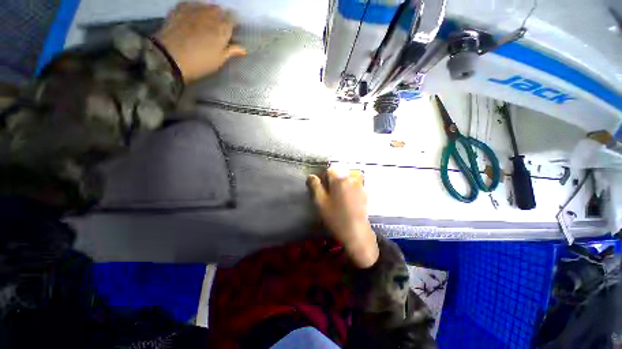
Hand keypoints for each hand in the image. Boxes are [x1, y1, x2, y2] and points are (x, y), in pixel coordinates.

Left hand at [155, 2, 246, 81]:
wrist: (171, 57)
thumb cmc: (200, 62)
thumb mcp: (219, 60)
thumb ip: (232, 51)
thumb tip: (244, 49)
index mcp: (222, 27)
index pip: (233, 18)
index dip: (234, 24)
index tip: (233, 31)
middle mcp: (210, 14)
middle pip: (219, 10)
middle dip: (221, 17)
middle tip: (219, 28)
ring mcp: (194, 9)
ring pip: (206, 5)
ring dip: (208, 12)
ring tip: (206, 22)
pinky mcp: (179, 8)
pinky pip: (191, 4)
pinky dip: (194, 9)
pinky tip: (193, 17)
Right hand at [307, 167, 378, 267]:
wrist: (356, 232)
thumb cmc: (335, 217)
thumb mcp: (320, 202)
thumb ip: (315, 186)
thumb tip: (311, 176)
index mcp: (339, 178)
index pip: (329, 170)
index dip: (323, 178)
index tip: (322, 189)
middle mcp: (351, 178)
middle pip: (339, 172)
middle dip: (333, 180)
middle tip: (329, 193)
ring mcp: (360, 185)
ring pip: (347, 177)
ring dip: (341, 182)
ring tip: (338, 195)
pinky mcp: (364, 192)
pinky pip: (355, 183)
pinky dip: (350, 187)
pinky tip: (347, 198)